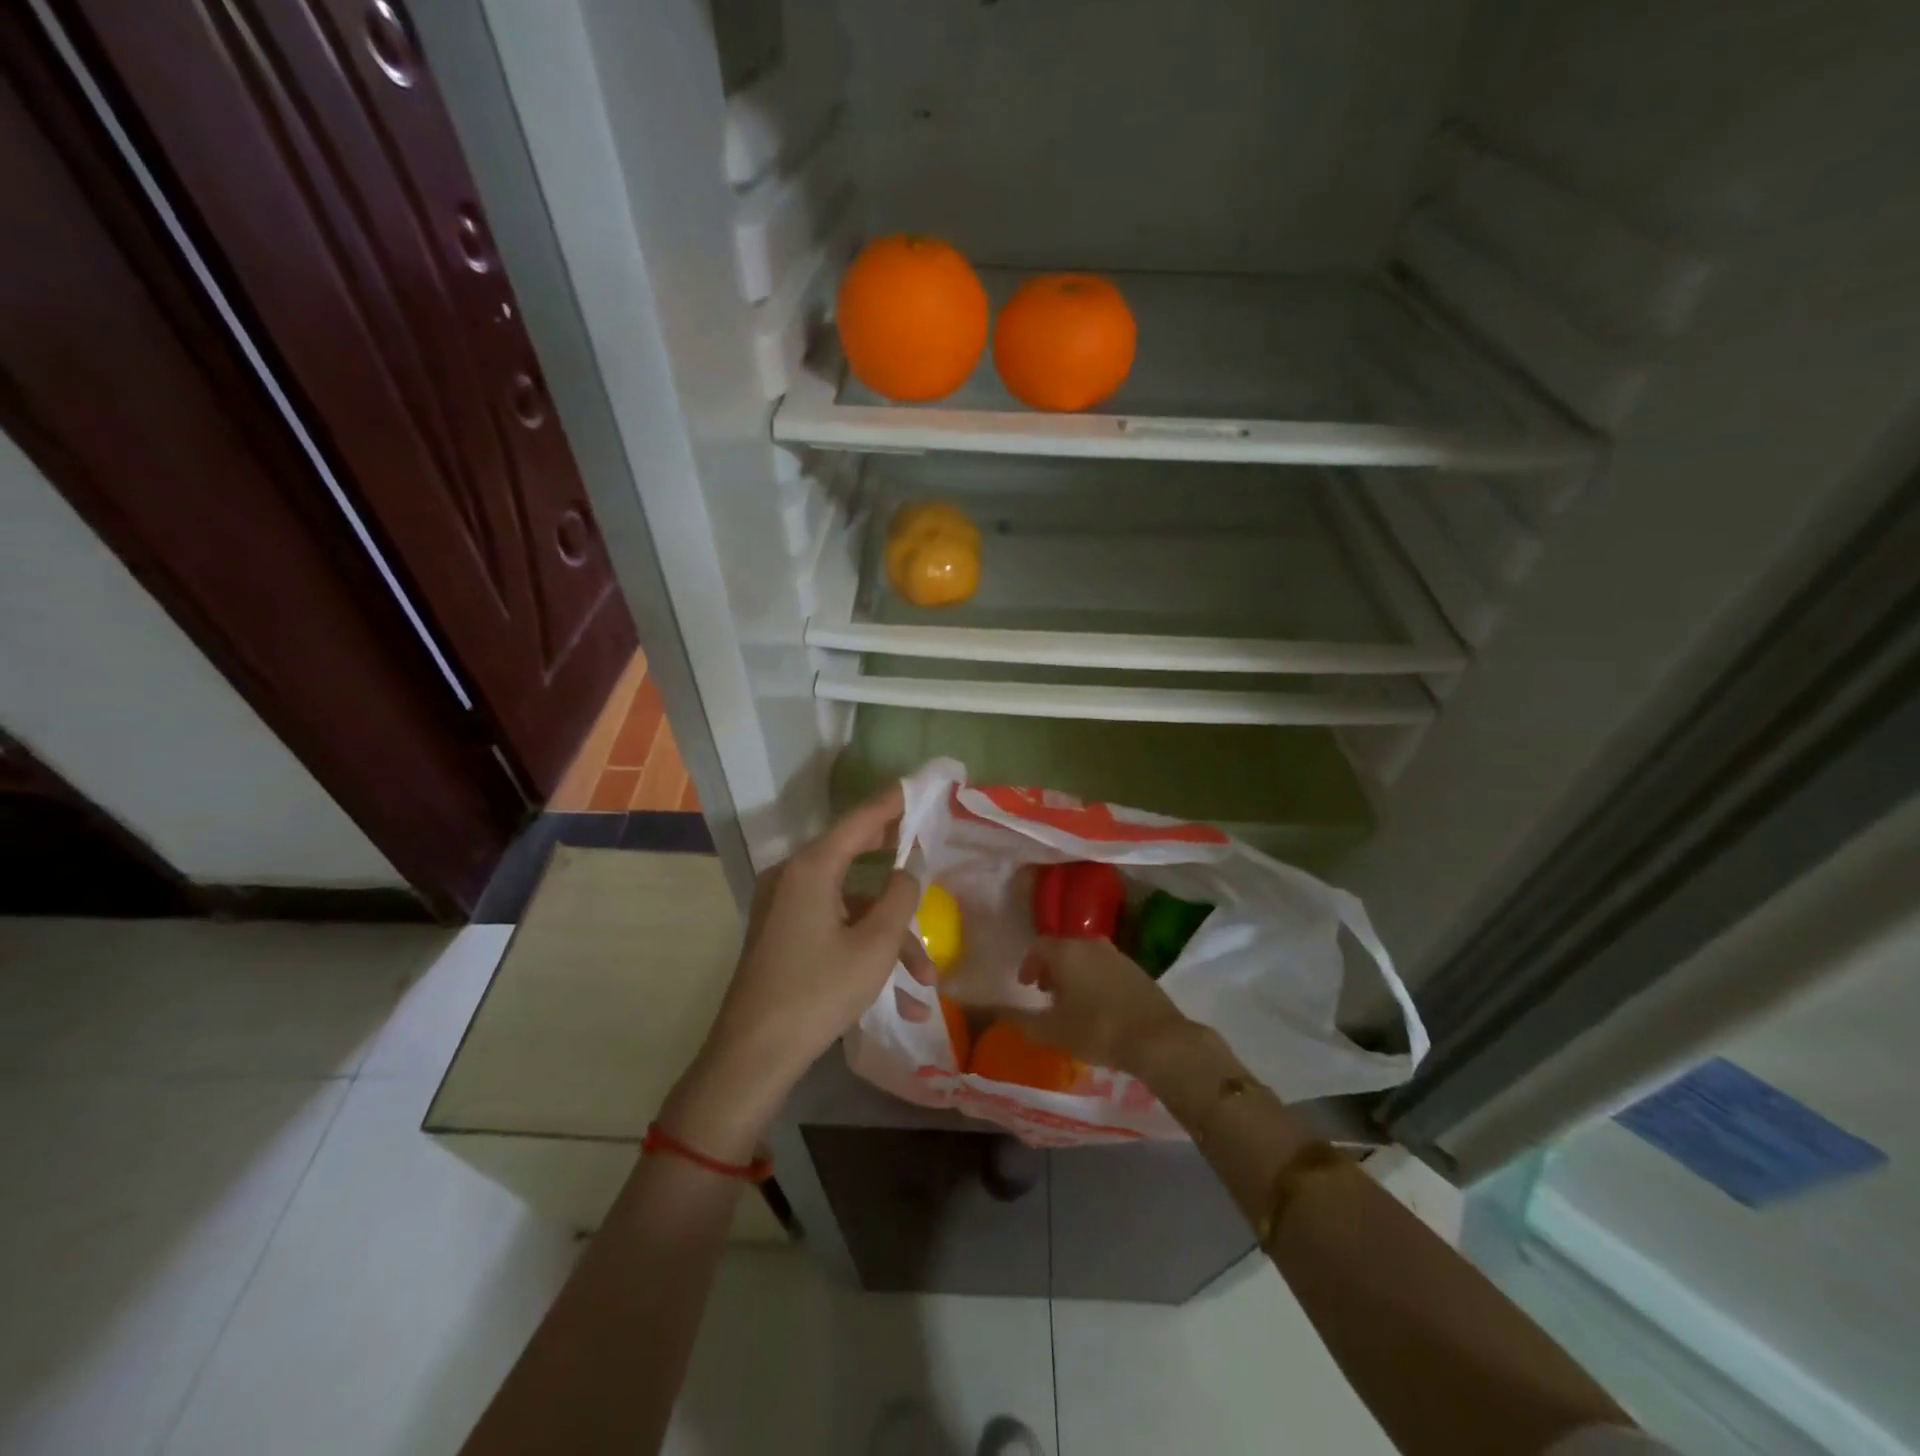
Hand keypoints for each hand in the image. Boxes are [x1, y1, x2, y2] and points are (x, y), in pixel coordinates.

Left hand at [661, 786, 923, 1158]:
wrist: (752, 1055)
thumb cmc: (818, 992)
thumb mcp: (875, 945)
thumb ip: (901, 897)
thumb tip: (908, 870)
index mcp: (812, 867)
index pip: (861, 819)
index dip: (894, 801)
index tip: (920, 785)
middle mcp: (793, 876)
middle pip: (855, 855)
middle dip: (897, 866)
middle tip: (929, 848)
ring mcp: (784, 906)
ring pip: (851, 905)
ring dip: (889, 935)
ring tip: (924, 980)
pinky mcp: (782, 933)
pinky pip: (833, 926)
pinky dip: (864, 949)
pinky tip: (898, 998)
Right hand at [1005, 937, 1191, 1077]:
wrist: (1156, 1039)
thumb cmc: (1097, 1030)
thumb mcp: (1052, 1031)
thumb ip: (1022, 1021)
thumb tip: (1000, 1013)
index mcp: (1067, 952)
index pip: (1038, 946)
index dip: (1028, 964)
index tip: (1027, 986)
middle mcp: (1091, 944)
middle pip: (1063, 948)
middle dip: (1051, 968)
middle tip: (1047, 993)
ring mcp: (1117, 954)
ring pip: (1086, 956)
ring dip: (1074, 973)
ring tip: (1073, 1002)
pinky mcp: (1137, 968)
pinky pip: (1106, 967)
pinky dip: (1095, 978)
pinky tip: (1099, 1005)